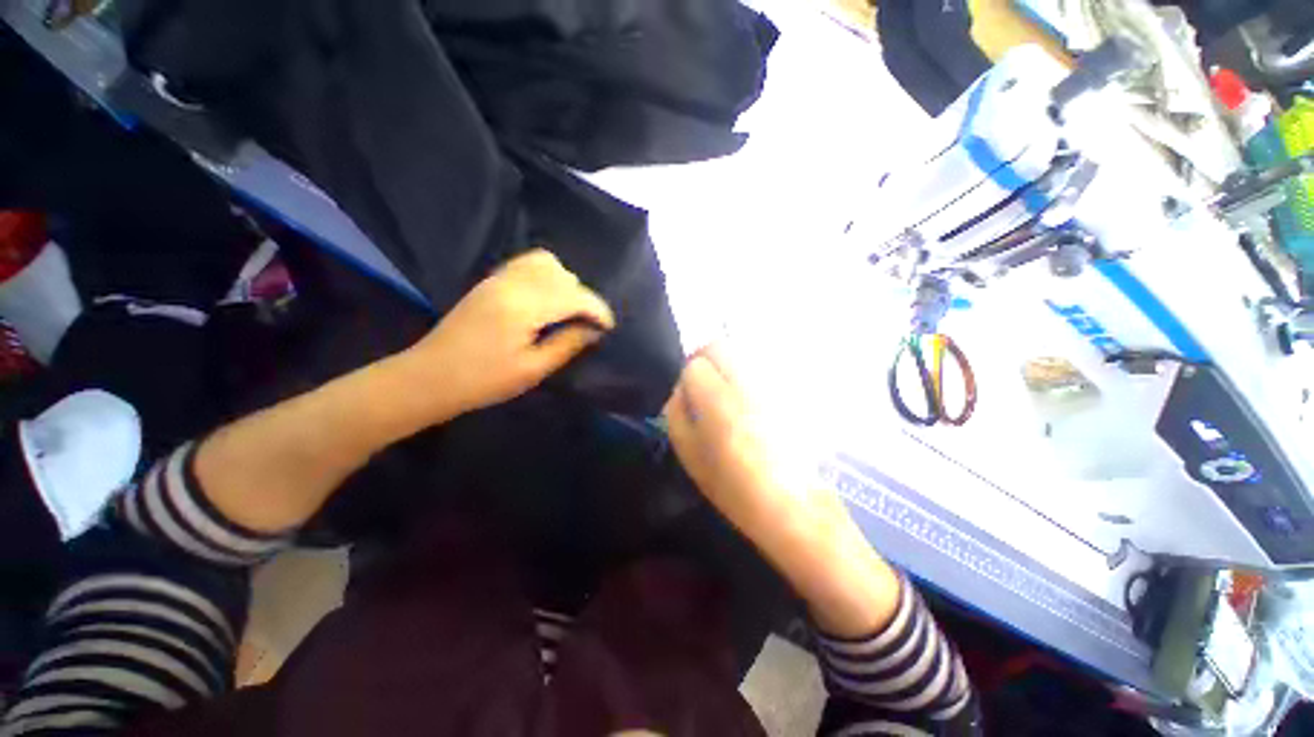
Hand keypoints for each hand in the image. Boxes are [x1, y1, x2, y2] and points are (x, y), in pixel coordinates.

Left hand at [402, 249, 614, 416]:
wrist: (429, 377)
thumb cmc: (483, 381)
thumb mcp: (532, 369)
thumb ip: (567, 344)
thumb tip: (595, 330)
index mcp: (523, 307)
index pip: (573, 296)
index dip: (597, 310)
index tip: (608, 327)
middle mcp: (512, 284)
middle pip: (563, 276)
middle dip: (584, 298)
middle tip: (587, 325)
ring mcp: (498, 279)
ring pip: (546, 263)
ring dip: (566, 283)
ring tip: (568, 310)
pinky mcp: (490, 281)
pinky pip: (527, 263)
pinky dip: (546, 274)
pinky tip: (547, 298)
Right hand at [663, 345, 842, 543]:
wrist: (792, 504)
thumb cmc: (734, 487)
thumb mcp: (690, 456)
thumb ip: (676, 414)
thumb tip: (679, 390)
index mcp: (718, 402)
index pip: (695, 365)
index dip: (689, 378)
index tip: (690, 394)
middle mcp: (747, 383)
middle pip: (720, 346)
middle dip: (706, 359)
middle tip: (705, 382)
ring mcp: (772, 384)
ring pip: (742, 351)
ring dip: (729, 363)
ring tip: (729, 389)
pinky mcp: (791, 390)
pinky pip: (764, 365)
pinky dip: (751, 371)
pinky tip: (752, 397)